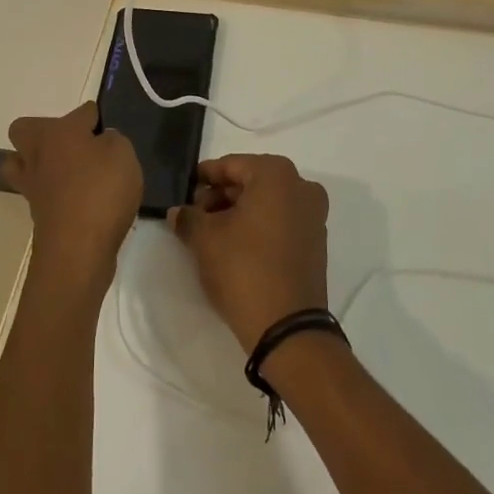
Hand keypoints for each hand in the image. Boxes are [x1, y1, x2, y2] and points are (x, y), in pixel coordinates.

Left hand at [5, 102, 141, 298]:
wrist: (77, 250)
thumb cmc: (100, 191)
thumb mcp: (122, 153)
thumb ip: (113, 140)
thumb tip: (101, 141)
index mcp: (57, 131)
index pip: (82, 111)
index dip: (99, 119)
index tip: (112, 133)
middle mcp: (37, 153)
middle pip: (27, 130)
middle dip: (48, 133)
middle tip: (78, 147)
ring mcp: (32, 185)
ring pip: (25, 164)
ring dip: (43, 164)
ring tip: (73, 173)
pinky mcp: (37, 214)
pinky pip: (41, 193)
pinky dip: (56, 193)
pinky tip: (82, 200)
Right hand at [168, 154, 330, 353]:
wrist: (287, 327)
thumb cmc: (243, 269)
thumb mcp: (204, 239)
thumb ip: (187, 217)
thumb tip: (178, 212)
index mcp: (276, 174)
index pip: (230, 165)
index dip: (204, 177)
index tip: (184, 190)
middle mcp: (301, 186)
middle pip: (251, 181)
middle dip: (221, 195)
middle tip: (195, 215)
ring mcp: (313, 215)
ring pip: (267, 202)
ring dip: (238, 211)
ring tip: (210, 233)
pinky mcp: (316, 242)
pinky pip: (281, 221)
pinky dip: (258, 226)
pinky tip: (235, 245)